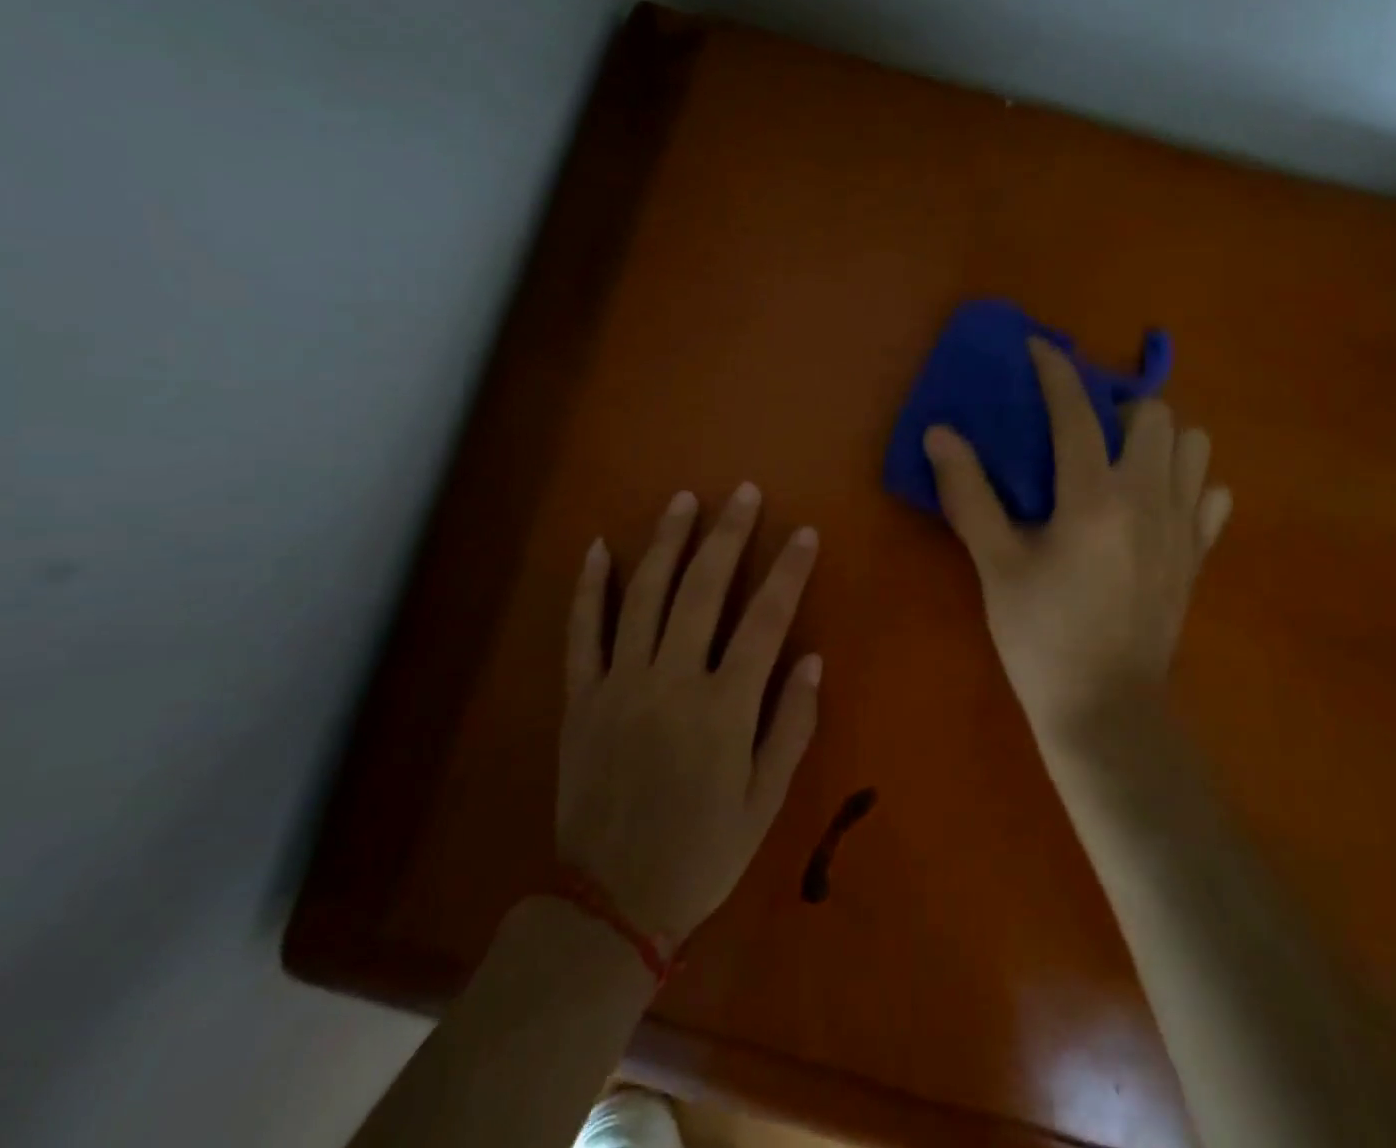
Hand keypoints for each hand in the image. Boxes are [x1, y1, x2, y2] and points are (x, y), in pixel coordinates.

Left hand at [553, 484, 821, 942]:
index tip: (804, 533)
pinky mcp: (582, 698)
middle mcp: (671, 682)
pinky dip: (589, 587)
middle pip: (703, 590)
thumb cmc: (703, 852)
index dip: (789, 572)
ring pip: (643, 595)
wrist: (611, 903)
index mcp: (723, 708)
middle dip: (728, 535)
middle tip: (743, 492)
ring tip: (683, 500)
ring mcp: (620, 684)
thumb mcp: (765, 801)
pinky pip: (582, 631)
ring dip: (666, 542)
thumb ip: (791, 725)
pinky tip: (599, 547)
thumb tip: (813, 659)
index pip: (765, 620)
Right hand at [923, 337, 1230, 739]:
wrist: (1105, 710)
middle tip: (1082, 425)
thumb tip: (940, 434)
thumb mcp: (995, 564)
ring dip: (1158, 437)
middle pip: (1154, 414)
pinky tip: (1155, 501)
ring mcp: (1182, 527)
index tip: (1039, 347)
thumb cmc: (1041, 636)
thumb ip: (968, 494)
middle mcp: (1148, 498)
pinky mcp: (1198, 555)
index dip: (1057, 370)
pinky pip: (1211, 494)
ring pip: (1193, 445)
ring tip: (1121, 457)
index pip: (1078, 412)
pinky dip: (1187, 482)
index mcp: (1093, 498)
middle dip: (1117, 404)